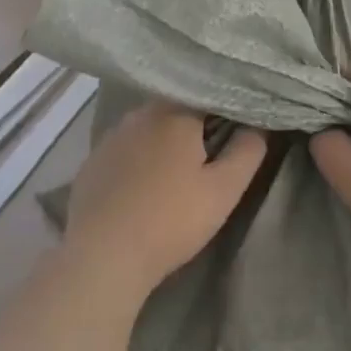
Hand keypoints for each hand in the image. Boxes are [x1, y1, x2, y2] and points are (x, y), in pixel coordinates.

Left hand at [64, 102, 267, 296]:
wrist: (104, 254)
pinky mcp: (92, 160)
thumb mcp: (224, 190)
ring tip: (177, 168)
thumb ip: (247, 151)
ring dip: (163, 140)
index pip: (206, 95)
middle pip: (174, 109)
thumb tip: (258, 125)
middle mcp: (140, 114)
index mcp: (175, 113)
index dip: (224, 108)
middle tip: (210, 150)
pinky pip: (124, 149)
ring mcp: (111, 136)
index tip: (237, 125)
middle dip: (193, 124)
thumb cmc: (171, 219)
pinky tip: (143, 184)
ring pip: (147, 128)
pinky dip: (137, 158)